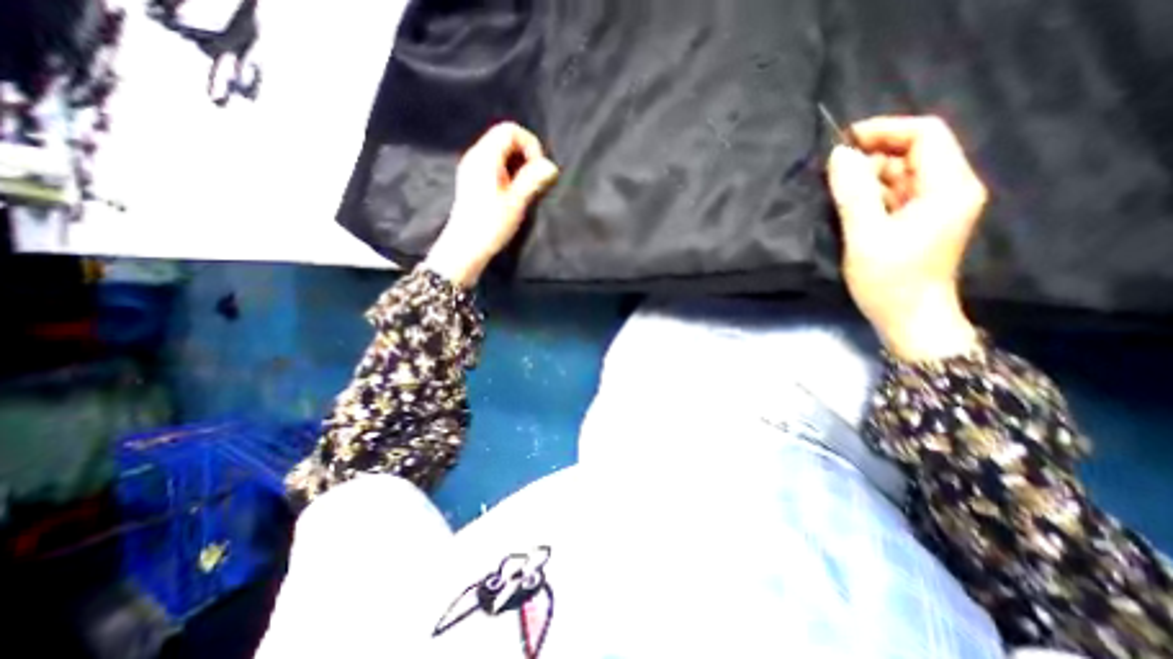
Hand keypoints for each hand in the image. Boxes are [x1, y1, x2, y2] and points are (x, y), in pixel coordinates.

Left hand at [425, 120, 560, 284]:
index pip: (510, 130)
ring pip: (500, 151)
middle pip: (504, 138)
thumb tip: (551, 166)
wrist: (465, 246)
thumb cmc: (490, 224)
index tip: (538, 168)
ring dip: (518, 164)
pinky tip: (513, 192)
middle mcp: (476, 156)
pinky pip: (494, 164)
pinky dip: (509, 171)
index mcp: (485, 157)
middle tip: (534, 179)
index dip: (530, 144)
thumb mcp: (516, 202)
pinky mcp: (473, 180)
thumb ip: (533, 180)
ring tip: (525, 187)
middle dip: (525, 154)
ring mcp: (472, 167)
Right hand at [829, 113, 982, 359]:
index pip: (925, 135)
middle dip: (871, 158)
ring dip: (866, 179)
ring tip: (835, 194)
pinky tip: (848, 209)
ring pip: (899, 175)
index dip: (885, 130)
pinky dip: (870, 196)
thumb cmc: (889, 281)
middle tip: (832, 175)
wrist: (909, 319)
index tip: (844, 142)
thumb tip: (839, 155)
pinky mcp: (918, 221)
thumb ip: (852, 193)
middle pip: (911, 154)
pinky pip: (894, 196)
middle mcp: (948, 189)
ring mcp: (934, 206)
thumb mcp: (865, 235)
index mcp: (947, 187)